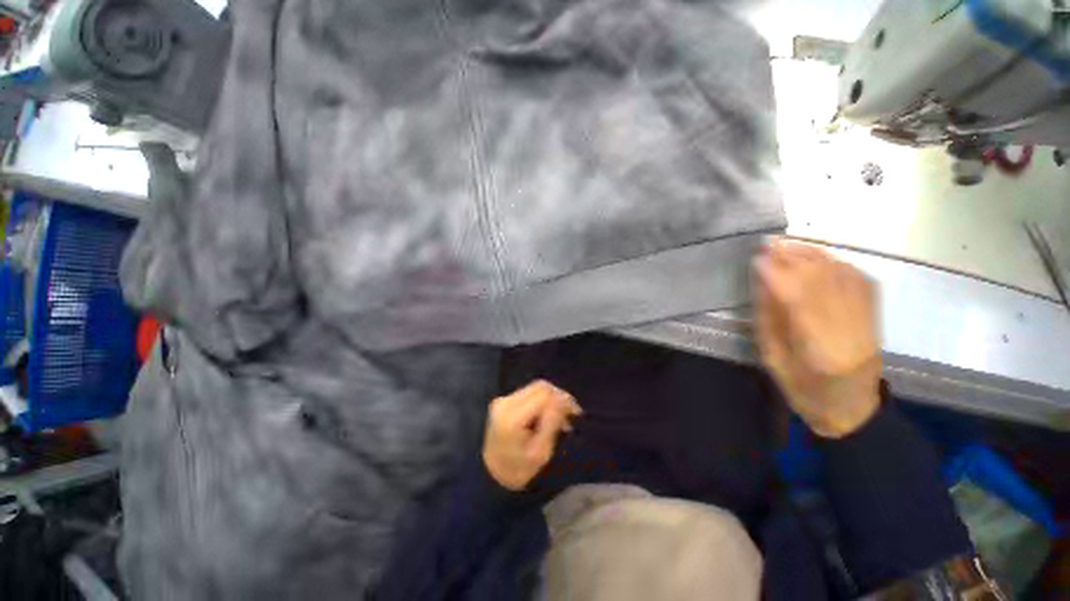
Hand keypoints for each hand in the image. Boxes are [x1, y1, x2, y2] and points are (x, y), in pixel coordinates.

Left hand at [483, 381, 581, 490]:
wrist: (491, 475)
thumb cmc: (518, 470)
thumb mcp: (540, 453)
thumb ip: (552, 423)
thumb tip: (564, 400)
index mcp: (512, 417)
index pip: (543, 394)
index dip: (562, 399)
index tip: (576, 412)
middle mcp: (506, 402)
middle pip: (539, 386)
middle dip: (559, 396)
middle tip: (571, 413)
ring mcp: (503, 399)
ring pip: (535, 388)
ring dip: (551, 398)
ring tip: (562, 417)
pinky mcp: (504, 400)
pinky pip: (529, 393)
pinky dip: (542, 400)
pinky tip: (548, 415)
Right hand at [753, 240, 881, 437]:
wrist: (853, 410)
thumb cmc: (803, 391)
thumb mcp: (773, 360)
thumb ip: (768, 320)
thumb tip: (762, 283)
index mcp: (818, 349)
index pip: (798, 299)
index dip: (777, 274)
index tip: (757, 257)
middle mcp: (849, 330)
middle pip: (823, 281)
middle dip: (793, 257)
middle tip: (769, 242)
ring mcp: (867, 321)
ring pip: (842, 276)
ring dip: (813, 255)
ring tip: (788, 244)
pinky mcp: (874, 316)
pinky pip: (859, 279)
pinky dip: (836, 262)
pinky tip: (817, 256)